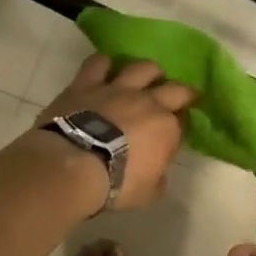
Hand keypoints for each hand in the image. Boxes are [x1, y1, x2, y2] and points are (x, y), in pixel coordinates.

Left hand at [35, 54, 194, 209]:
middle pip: (175, 88)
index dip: (182, 124)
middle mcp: (148, 102)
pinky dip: (104, 64)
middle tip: (180, 97)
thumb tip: (158, 171)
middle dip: (181, 92)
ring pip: (143, 67)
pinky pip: (98, 63)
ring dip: (149, 71)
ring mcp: (118, 89)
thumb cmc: (115, 184)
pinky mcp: (88, 84)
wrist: (73, 166)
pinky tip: (106, 68)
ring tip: (148, 76)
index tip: (176, 130)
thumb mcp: (148, 193)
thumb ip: (158, 178)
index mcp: (167, 128)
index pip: (183, 122)